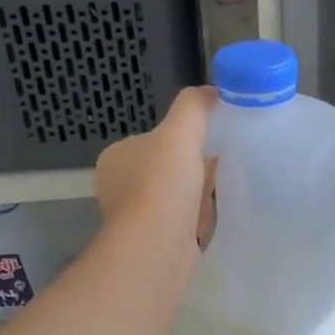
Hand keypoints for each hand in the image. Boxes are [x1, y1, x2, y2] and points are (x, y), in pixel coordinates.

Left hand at [94, 87, 217, 243]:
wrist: (158, 243)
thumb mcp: (181, 131)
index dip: (180, 139)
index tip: (207, 140)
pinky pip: (179, 220)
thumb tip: (211, 91)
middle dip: (190, 168)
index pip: (151, 140)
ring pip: (172, 195)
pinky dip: (195, 217)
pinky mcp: (151, 240)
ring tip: (218, 189)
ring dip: (194, 193)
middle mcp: (118, 186)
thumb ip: (194, 106)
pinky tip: (209, 216)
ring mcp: (134, 216)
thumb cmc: (163, 183)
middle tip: (218, 163)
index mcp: (115, 157)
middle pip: (165, 168)